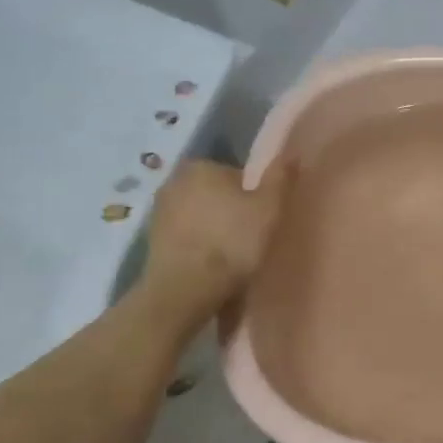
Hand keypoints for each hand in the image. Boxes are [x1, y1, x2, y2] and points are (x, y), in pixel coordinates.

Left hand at [142, 160, 290, 319]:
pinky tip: (210, 266)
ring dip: (212, 228)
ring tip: (230, 256)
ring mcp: (159, 210)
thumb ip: (280, 178)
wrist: (185, 289)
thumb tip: (291, 153)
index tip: (260, 220)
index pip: (236, 175)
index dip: (252, 197)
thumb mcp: (269, 208)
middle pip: (214, 193)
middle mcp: (174, 180)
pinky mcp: (151, 239)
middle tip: (248, 237)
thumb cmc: (232, 242)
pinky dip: (197, 245)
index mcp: (202, 165)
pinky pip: (185, 236)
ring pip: (198, 215)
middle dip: (229, 210)